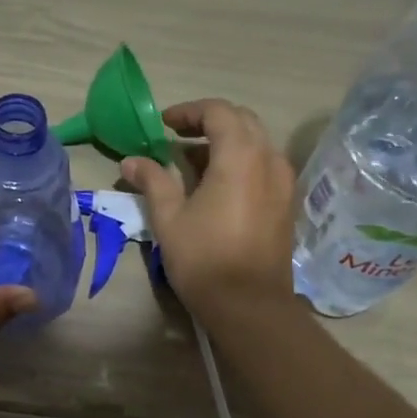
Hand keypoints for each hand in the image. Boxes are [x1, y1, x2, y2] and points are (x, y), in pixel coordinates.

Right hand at [121, 98, 296, 319]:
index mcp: (240, 156)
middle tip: (176, 136)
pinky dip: (239, 161)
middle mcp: (268, 159)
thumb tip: (130, 161)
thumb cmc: (204, 258)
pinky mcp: (286, 202)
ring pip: (255, 142)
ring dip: (225, 141)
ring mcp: (283, 181)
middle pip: (241, 120)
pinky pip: (263, 164)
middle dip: (208, 121)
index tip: (163, 125)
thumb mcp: (169, 218)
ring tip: (191, 161)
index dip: (188, 112)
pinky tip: (215, 184)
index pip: (217, 112)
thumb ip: (152, 181)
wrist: (250, 305)